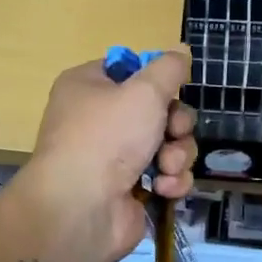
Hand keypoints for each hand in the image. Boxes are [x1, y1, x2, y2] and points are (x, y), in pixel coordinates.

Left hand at [21, 49, 197, 261]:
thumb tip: (180, 53)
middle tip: (174, 132)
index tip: (172, 89)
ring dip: (178, 154)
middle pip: (157, 110)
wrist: (81, 208)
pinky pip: (164, 176)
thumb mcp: (144, 90)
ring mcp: (113, 158)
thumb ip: (169, 68)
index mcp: (88, 87)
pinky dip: (171, 181)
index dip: (155, 79)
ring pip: (167, 145)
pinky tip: (164, 187)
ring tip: (167, 166)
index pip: (129, 70)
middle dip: (176, 123)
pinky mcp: (129, 190)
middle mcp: (98, 120)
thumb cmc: (107, 136)